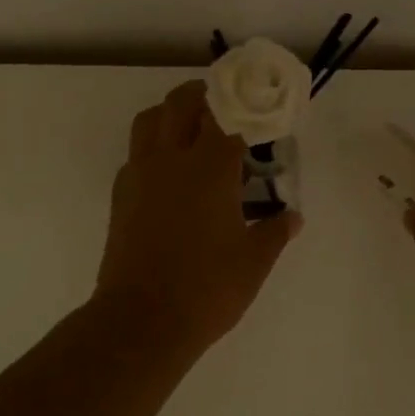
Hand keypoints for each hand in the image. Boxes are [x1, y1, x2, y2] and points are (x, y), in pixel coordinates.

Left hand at [93, 81, 302, 359]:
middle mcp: (171, 159)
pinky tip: (171, 176)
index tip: (261, 113)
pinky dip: (153, 148)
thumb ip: (276, 231)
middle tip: (226, 109)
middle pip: (181, 102)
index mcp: (210, 168)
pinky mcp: (120, 195)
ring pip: (150, 120)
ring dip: (171, 114)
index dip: (247, 108)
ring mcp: (140, 175)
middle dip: (205, 96)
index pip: (229, 116)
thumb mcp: (254, 262)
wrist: (142, 319)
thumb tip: (293, 217)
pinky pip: (136, 153)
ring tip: (193, 133)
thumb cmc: (207, 288)